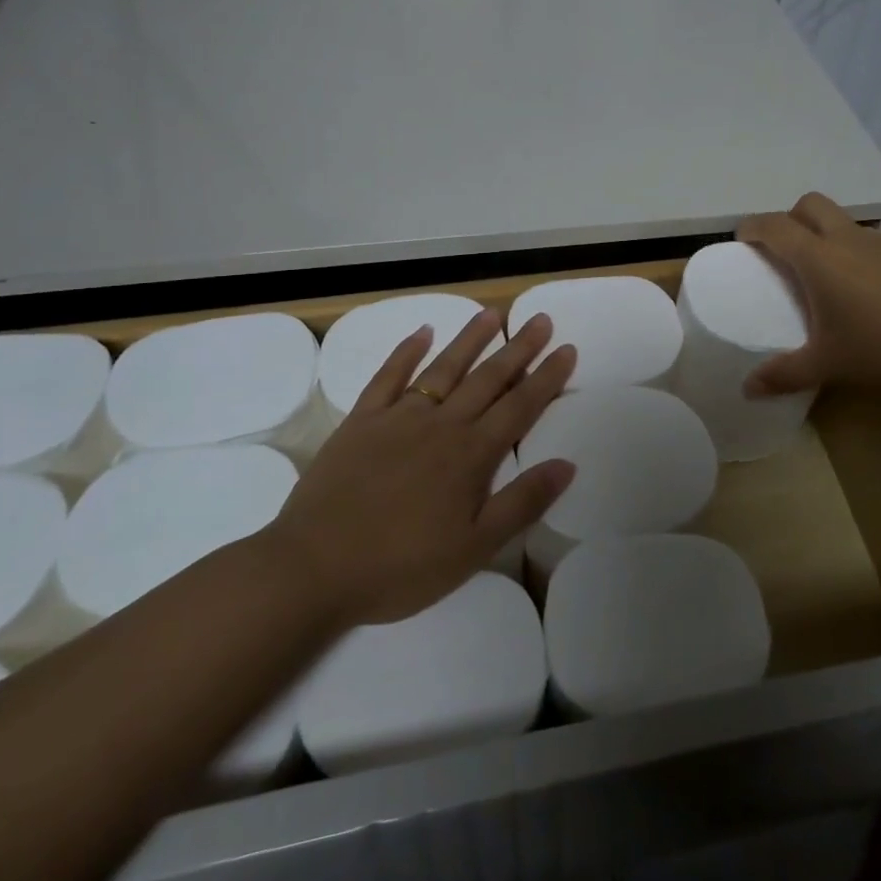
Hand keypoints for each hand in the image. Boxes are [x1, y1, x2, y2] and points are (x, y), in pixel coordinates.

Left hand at [269, 309, 575, 624]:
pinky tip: (421, 332)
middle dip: (518, 348)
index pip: (520, 407)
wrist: (313, 568)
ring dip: (470, 338)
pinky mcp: (361, 421)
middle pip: (488, 378)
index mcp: (471, 455)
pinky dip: (405, 352)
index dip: (547, 378)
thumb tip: (567, 464)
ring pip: (444, 368)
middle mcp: (441, 425)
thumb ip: (521, 503)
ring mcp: (398, 418)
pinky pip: (388, 377)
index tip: (567, 349)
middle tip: (541, 319)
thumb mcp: (473, 549)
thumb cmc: (400, 566)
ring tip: (492, 312)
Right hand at [738, 192, 880, 395]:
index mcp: (818, 258)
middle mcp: (848, 239)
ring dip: (829, 237)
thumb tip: (748, 390)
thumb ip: (783, 374)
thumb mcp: (827, 365)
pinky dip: (862, 255)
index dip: (753, 226)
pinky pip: (876, 243)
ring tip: (832, 277)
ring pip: (845, 223)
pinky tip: (873, 291)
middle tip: (786, 249)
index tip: (742, 237)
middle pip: (810, 205)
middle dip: (791, 218)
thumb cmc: (880, 348)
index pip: (775, 226)